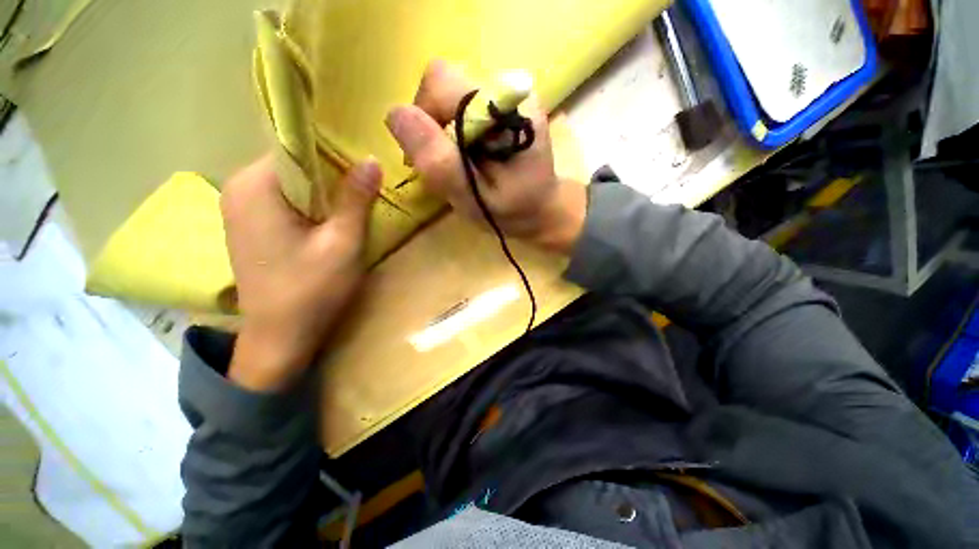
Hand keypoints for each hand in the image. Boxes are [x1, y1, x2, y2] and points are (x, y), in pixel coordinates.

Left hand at [221, 155, 380, 390]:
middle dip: (330, 176)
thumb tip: (372, 160)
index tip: (363, 169)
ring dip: (322, 193)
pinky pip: (283, 201)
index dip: (334, 156)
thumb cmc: (313, 290)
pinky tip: (328, 223)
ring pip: (290, 184)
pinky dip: (308, 206)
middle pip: (293, 166)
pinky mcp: (248, 225)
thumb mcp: (343, 243)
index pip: (297, 149)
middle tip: (364, 191)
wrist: (280, 337)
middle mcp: (238, 188)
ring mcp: (239, 208)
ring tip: (351, 207)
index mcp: (255, 186)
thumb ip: (355, 199)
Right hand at [385, 59, 585, 253]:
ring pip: (449, 94)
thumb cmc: (512, 211)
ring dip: (442, 129)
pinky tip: (469, 155)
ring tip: (459, 164)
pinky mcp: (504, 102)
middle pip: (442, 84)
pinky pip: (461, 103)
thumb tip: (396, 114)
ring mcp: (507, 92)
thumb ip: (440, 163)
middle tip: (444, 164)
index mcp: (506, 109)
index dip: (424, 120)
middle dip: (432, 125)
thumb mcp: (474, 198)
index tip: (431, 161)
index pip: (440, 84)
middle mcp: (508, 88)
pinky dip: (454, 129)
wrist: (543, 208)